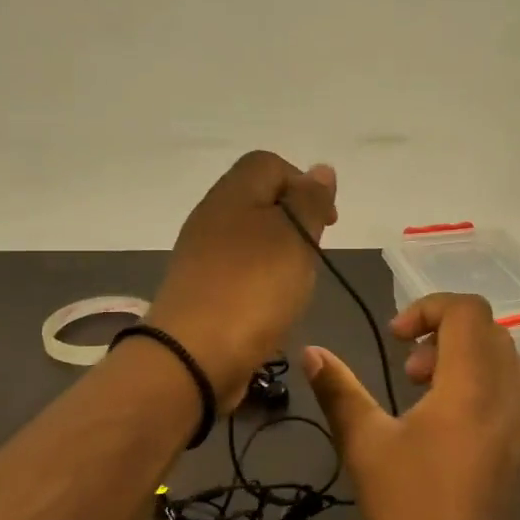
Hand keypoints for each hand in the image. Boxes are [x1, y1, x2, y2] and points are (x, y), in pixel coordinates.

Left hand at [145, 151, 337, 410]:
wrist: (193, 355)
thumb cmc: (253, 287)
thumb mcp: (295, 236)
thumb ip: (310, 201)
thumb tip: (320, 170)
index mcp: (232, 193)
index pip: (269, 163)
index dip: (303, 184)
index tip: (326, 222)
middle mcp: (211, 216)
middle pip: (258, 200)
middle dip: (293, 222)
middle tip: (311, 255)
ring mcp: (200, 255)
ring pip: (249, 238)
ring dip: (278, 255)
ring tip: (294, 284)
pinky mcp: (199, 289)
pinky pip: (237, 271)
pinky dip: (259, 281)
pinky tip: (270, 305)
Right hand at [303, 293, 519, 519]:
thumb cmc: (411, 508)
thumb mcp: (364, 446)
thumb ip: (339, 391)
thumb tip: (311, 352)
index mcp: (471, 384)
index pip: (468, 310)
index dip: (429, 307)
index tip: (396, 337)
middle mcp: (507, 393)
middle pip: (488, 329)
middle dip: (444, 333)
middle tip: (409, 369)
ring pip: (505, 359)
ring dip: (465, 357)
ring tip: (427, 392)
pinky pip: (514, 392)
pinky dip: (484, 384)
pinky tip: (454, 423)